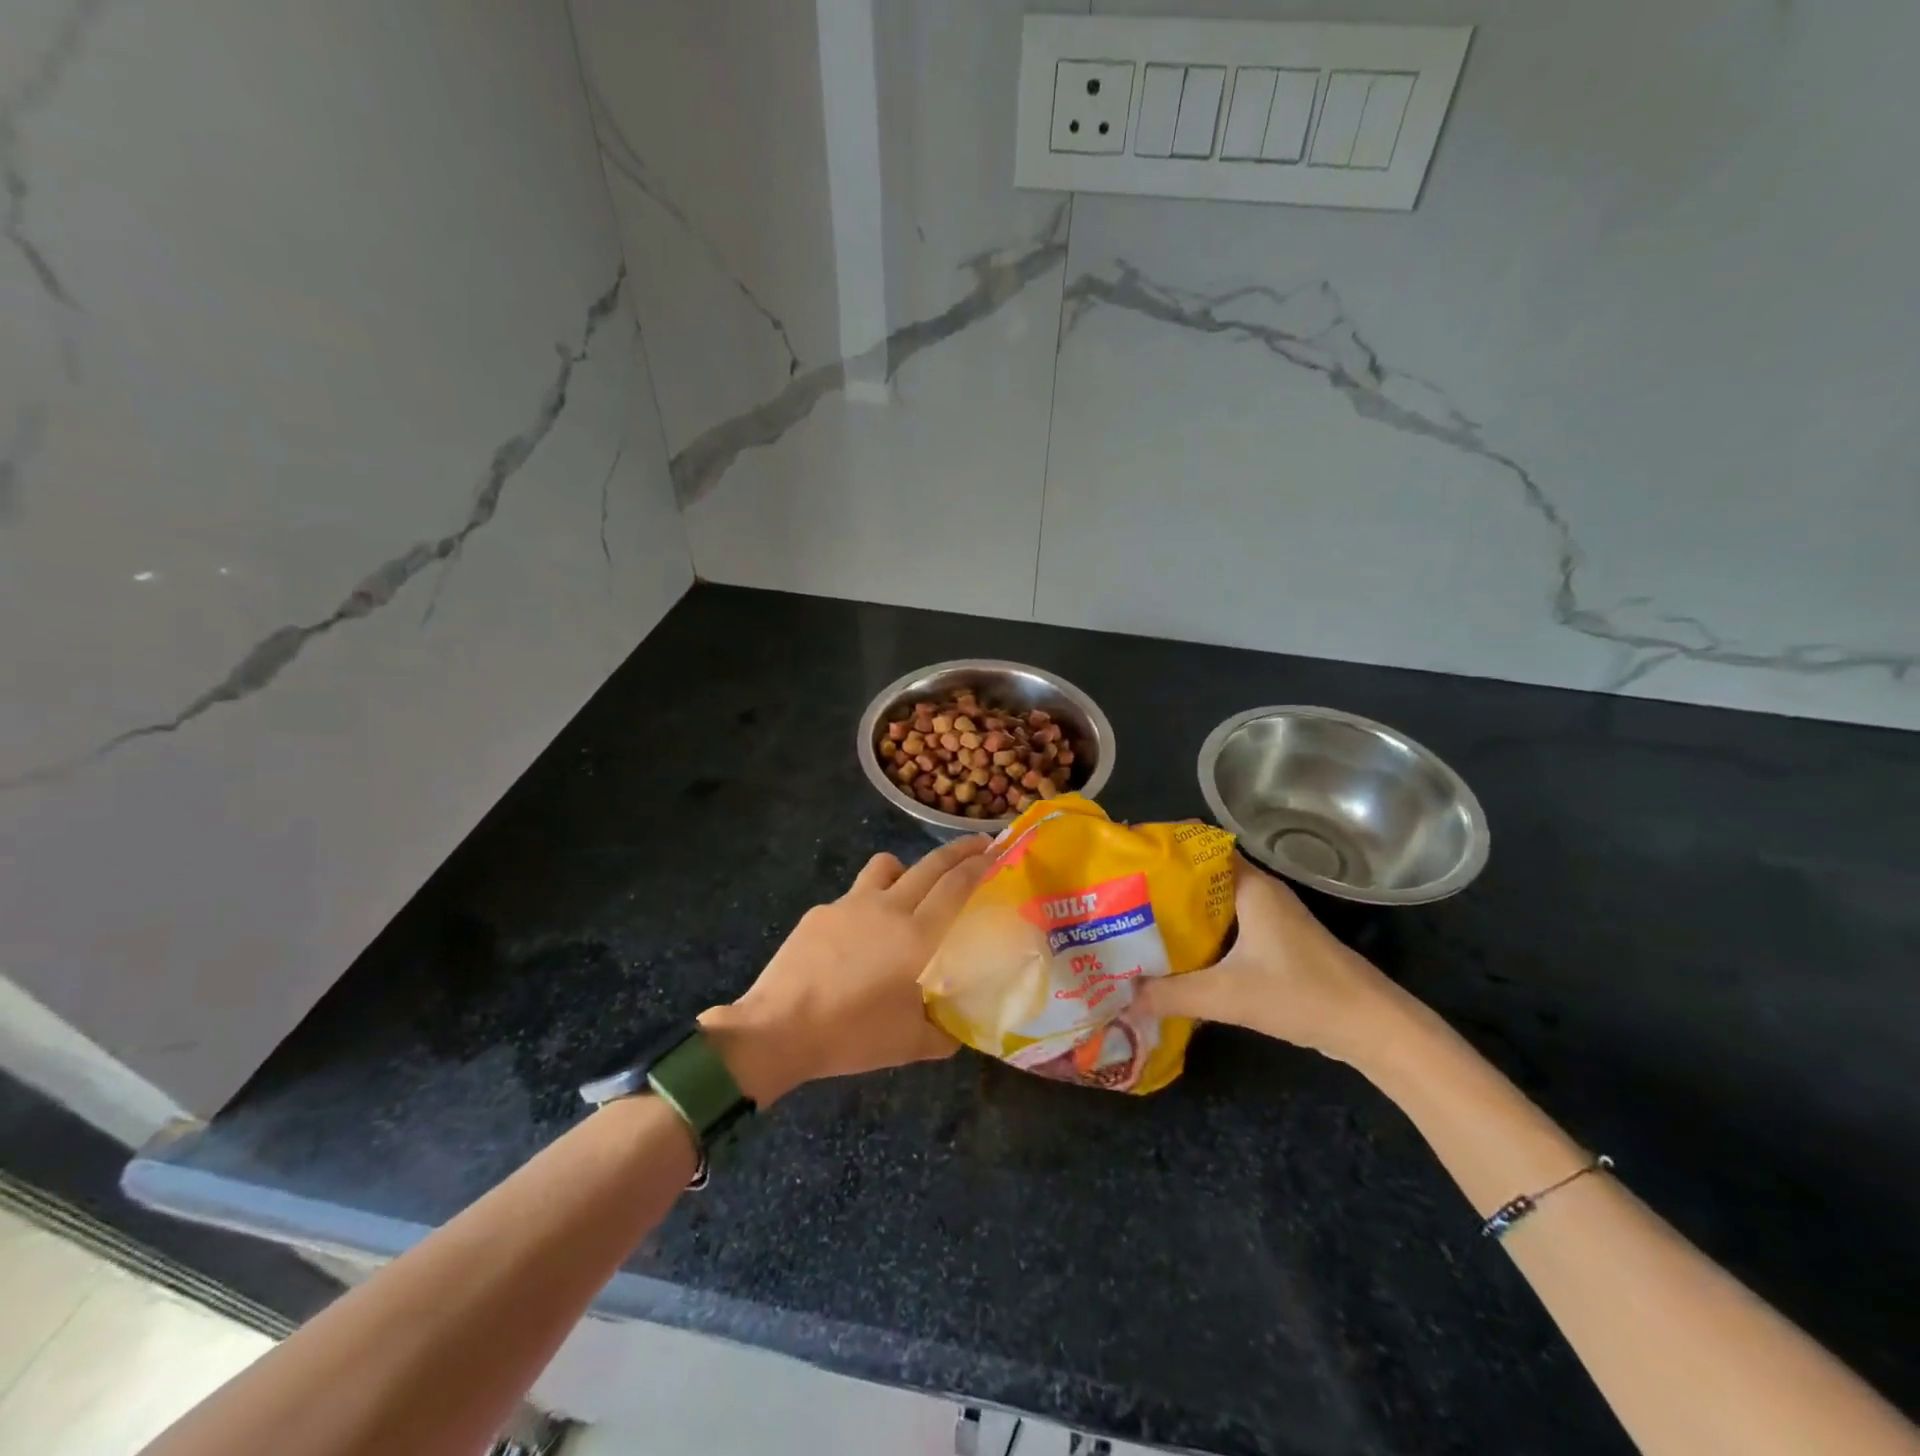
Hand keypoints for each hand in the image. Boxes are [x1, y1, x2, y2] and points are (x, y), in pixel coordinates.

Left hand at [699, 836, 992, 1103]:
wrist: (780, 1028)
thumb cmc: (853, 1035)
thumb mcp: (911, 1045)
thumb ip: (944, 1033)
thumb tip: (959, 1029)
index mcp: (917, 935)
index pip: (956, 886)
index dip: (978, 865)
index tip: (994, 852)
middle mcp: (888, 907)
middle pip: (930, 864)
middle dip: (958, 850)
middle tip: (977, 844)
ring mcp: (850, 904)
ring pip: (886, 866)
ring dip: (906, 868)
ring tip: (909, 889)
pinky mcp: (820, 912)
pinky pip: (853, 896)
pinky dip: (866, 904)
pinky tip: (856, 938)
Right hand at [1135, 854, 1403, 1063]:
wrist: (1372, 1027)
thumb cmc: (1301, 994)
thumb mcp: (1227, 996)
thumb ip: (1171, 995)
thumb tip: (1122, 998)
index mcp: (1249, 886)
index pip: (1198, 848)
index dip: (1162, 852)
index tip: (1127, 862)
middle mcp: (1258, 892)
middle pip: (1200, 878)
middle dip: (1162, 888)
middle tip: (1122, 899)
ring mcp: (1270, 918)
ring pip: (1213, 905)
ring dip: (1180, 915)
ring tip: (1137, 925)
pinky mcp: (1276, 943)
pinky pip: (1226, 927)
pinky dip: (1200, 935)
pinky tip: (1176, 956)